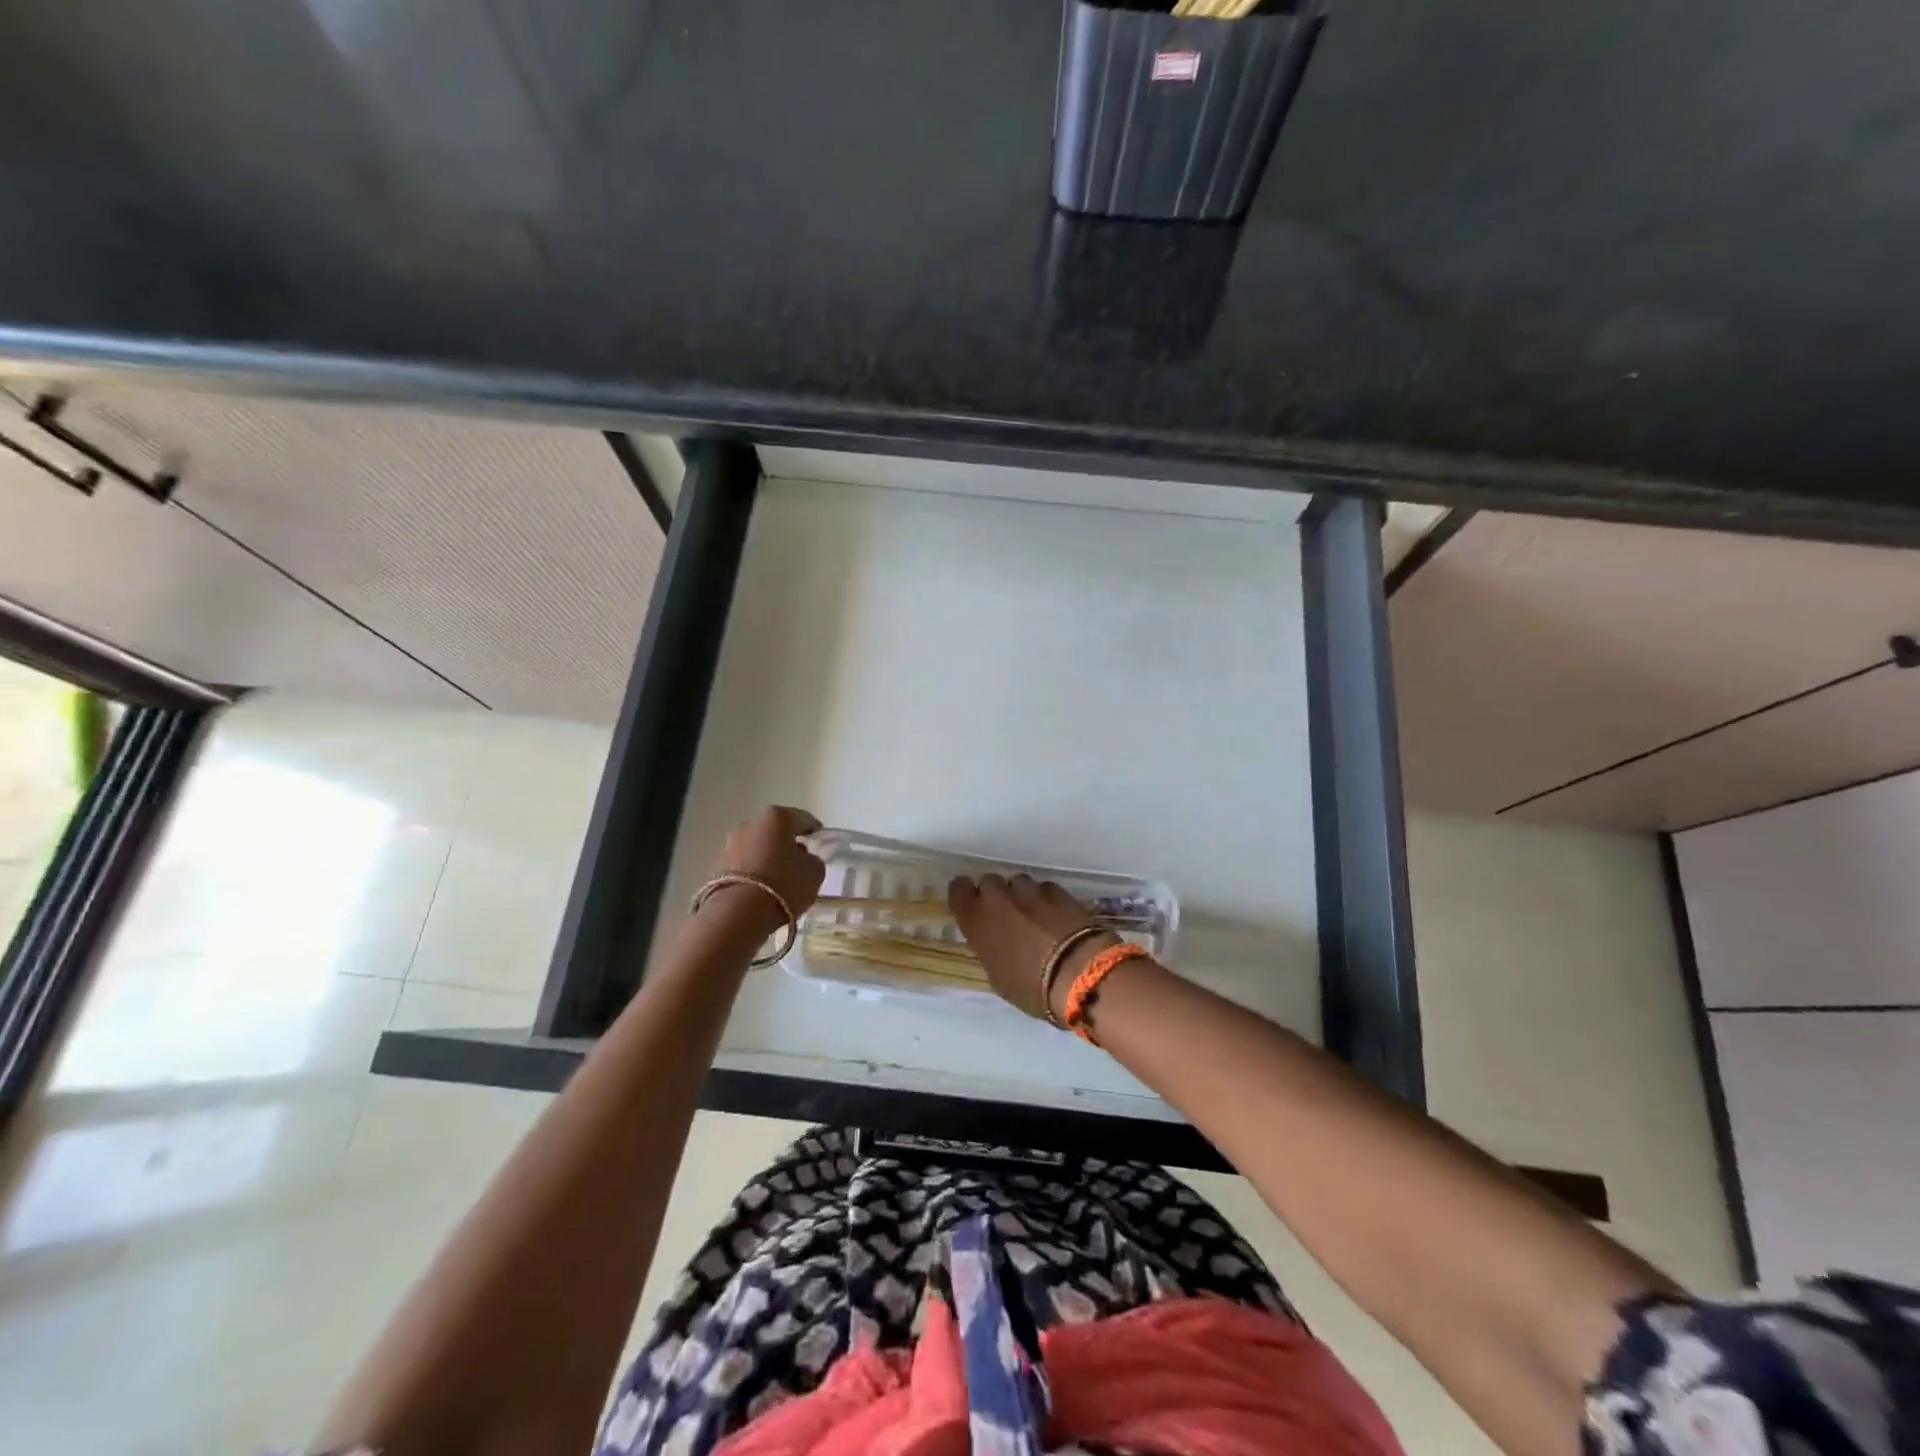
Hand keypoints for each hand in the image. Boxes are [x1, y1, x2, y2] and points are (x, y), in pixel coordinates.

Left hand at [700, 806, 826, 937]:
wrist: (737, 914)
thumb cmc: (783, 885)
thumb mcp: (814, 873)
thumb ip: (812, 860)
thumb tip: (803, 859)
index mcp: (776, 817)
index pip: (802, 819)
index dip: (813, 831)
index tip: (820, 842)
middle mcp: (750, 825)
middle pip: (774, 832)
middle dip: (786, 844)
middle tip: (799, 862)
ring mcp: (729, 846)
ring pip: (756, 849)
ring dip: (767, 859)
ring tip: (779, 881)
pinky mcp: (716, 869)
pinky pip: (742, 867)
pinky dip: (752, 875)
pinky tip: (761, 892)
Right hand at [946, 873, 1120, 1021]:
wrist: (1078, 973)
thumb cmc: (1031, 987)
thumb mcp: (997, 977)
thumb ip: (989, 948)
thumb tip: (995, 941)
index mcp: (977, 920)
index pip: (958, 889)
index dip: (965, 896)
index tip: (972, 907)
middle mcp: (998, 898)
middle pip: (989, 881)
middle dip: (995, 895)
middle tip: (1006, 917)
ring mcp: (1030, 891)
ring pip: (1018, 882)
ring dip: (1021, 896)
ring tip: (1034, 917)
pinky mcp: (1058, 891)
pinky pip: (1044, 888)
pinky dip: (1046, 899)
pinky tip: (1056, 917)